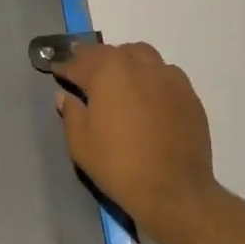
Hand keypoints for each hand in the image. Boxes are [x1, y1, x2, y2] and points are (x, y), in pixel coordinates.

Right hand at [53, 41, 217, 243]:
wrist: (175, 191)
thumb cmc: (119, 165)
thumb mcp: (81, 144)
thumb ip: (71, 113)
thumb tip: (65, 96)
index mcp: (107, 72)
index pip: (79, 63)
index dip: (65, 66)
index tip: (56, 69)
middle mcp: (137, 64)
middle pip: (110, 52)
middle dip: (93, 60)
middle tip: (84, 71)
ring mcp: (166, 76)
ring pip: (141, 54)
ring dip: (125, 60)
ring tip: (119, 76)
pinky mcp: (188, 93)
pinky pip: (165, 73)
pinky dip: (151, 76)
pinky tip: (149, 93)